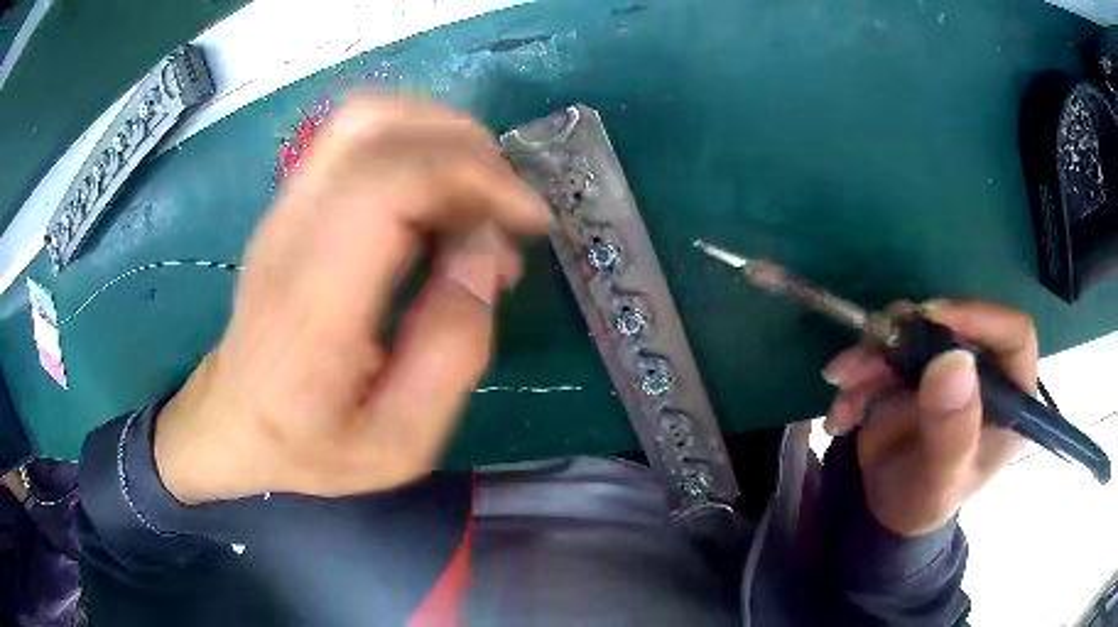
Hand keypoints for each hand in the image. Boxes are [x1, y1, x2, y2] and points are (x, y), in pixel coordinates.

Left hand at [154, 97, 550, 503]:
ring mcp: (285, 209)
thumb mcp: (399, 443)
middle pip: (381, 128)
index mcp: (314, 304)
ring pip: (368, 116)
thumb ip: (452, 352)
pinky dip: (416, 143)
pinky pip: (358, 136)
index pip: (390, 183)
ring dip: (443, 136)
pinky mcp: (291, 203)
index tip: (529, 221)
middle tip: (509, 211)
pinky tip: (438, 197)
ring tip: (480, 198)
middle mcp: (291, 233)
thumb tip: (486, 254)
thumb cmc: (310, 447)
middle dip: (470, 150)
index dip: (475, 177)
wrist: (233, 422)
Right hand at [822, 300, 1036, 535]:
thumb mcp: (940, 479)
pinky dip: (859, 370)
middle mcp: (985, 369)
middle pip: (956, 323)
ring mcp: (950, 363)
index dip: (979, 318)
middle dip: (909, 336)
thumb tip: (953, 360)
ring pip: (916, 329)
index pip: (1013, 334)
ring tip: (843, 388)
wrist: (886, 510)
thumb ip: (951, 431)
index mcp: (1011, 397)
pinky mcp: (917, 364)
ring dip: (874, 354)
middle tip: (871, 353)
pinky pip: (887, 346)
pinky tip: (842, 409)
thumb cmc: (924, 503)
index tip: (933, 320)